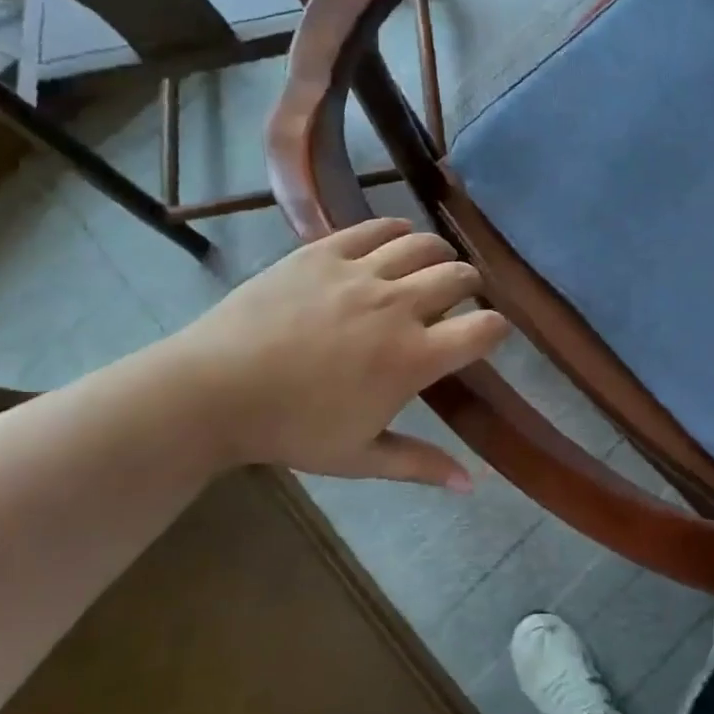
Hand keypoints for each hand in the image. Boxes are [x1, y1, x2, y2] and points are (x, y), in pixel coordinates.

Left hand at [179, 218, 509, 487]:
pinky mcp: (325, 251)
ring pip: (423, 245)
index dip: (497, 329)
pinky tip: (396, 241)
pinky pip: (376, 229)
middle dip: (471, 286)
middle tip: (460, 298)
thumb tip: (470, 485)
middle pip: (459, 276)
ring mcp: (360, 272)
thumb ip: (420, 465)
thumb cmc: (291, 429)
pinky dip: (397, 232)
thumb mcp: (360, 457)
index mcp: (412, 358)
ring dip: (439, 254)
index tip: (490, 334)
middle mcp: (397, 306)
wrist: (215, 389)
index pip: (483, 330)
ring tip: (432, 266)